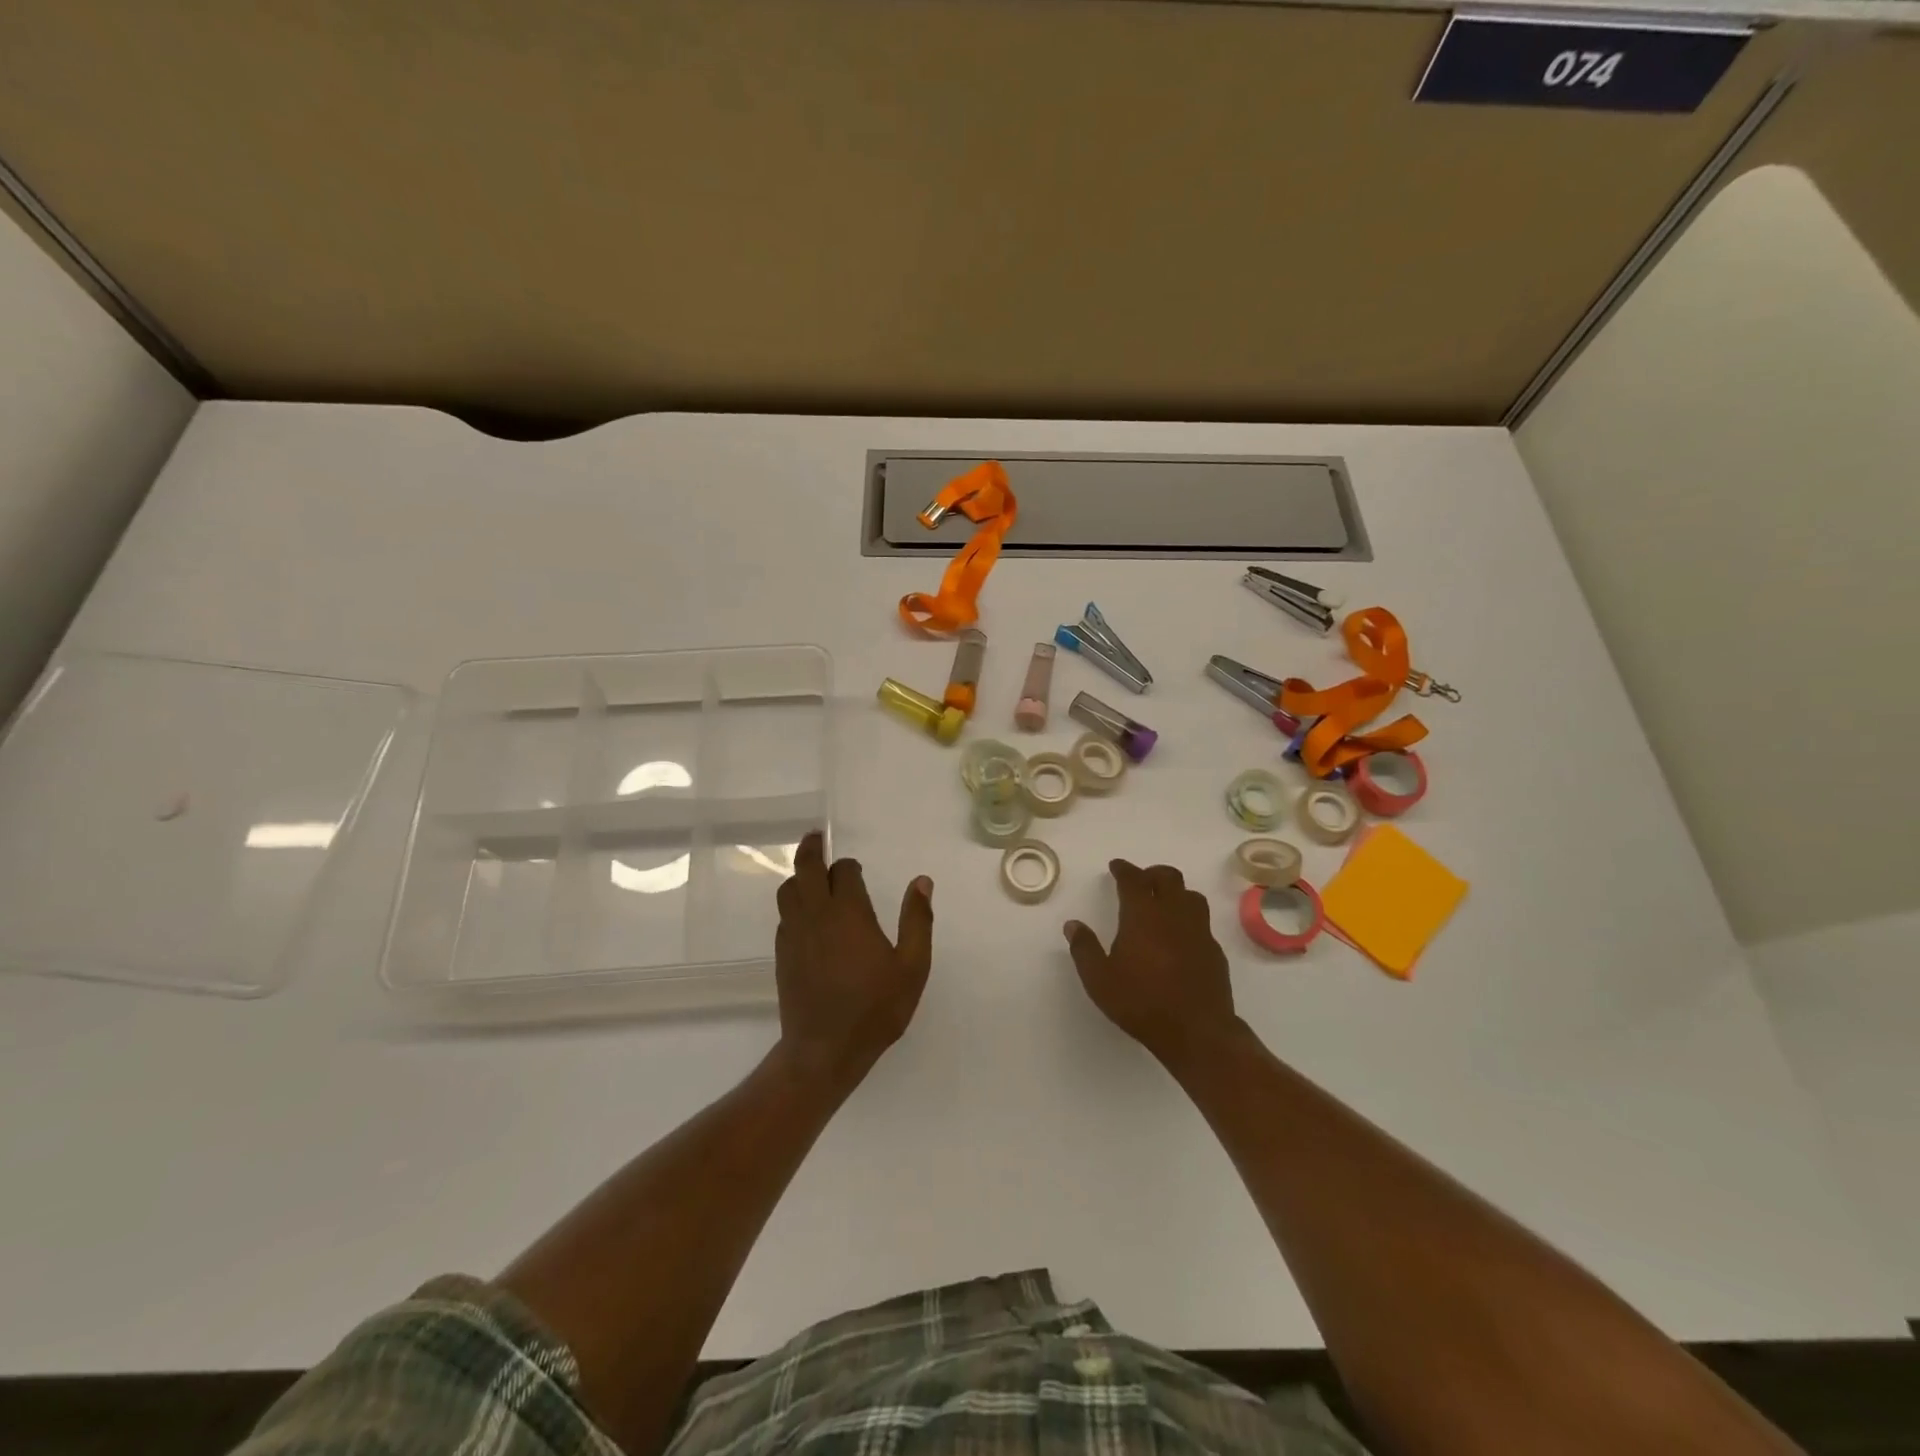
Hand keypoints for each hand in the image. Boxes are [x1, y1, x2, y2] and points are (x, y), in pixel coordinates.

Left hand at [774, 832, 933, 1087]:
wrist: (825, 1050)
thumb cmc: (875, 1008)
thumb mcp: (912, 967)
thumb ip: (918, 920)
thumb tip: (922, 881)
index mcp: (848, 912)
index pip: (842, 870)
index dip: (849, 866)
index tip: (857, 870)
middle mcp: (816, 915)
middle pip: (804, 868)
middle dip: (810, 849)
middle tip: (816, 837)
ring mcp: (794, 934)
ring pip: (787, 890)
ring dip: (798, 876)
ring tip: (810, 875)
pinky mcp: (782, 954)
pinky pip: (784, 916)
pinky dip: (793, 905)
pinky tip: (806, 917)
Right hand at [1064, 860, 1239, 1068]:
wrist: (1197, 1031)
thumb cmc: (1141, 1002)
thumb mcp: (1099, 980)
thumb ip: (1084, 949)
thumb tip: (1073, 925)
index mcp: (1143, 915)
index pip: (1133, 879)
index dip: (1124, 869)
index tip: (1116, 866)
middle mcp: (1173, 914)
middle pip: (1168, 877)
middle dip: (1152, 873)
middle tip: (1139, 880)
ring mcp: (1198, 931)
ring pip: (1190, 895)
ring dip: (1175, 891)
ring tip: (1162, 902)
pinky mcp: (1214, 950)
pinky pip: (1201, 921)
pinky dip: (1188, 918)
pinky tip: (1179, 935)